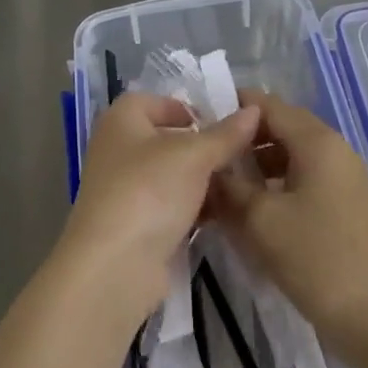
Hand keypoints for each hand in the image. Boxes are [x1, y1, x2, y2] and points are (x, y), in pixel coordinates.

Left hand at [57, 92, 261, 331]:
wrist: (114, 267)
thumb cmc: (149, 191)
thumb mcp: (194, 156)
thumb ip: (225, 134)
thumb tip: (253, 110)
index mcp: (122, 119)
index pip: (157, 100)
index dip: (189, 107)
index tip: (223, 124)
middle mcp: (118, 148)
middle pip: (167, 139)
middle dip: (202, 147)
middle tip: (240, 154)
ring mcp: (125, 189)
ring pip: (171, 175)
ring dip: (202, 179)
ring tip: (241, 184)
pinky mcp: (135, 225)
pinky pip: (170, 206)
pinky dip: (193, 207)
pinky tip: (224, 214)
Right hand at [212, 90, 367, 358]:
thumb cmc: (319, 260)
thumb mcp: (261, 222)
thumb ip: (230, 188)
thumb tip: (209, 170)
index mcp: (317, 141)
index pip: (267, 105)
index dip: (232, 109)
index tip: (200, 125)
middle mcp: (335, 148)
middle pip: (282, 127)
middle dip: (244, 140)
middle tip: (209, 159)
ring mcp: (347, 177)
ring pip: (294, 155)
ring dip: (261, 165)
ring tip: (228, 189)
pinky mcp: (351, 205)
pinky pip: (308, 179)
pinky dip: (281, 184)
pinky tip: (259, 212)